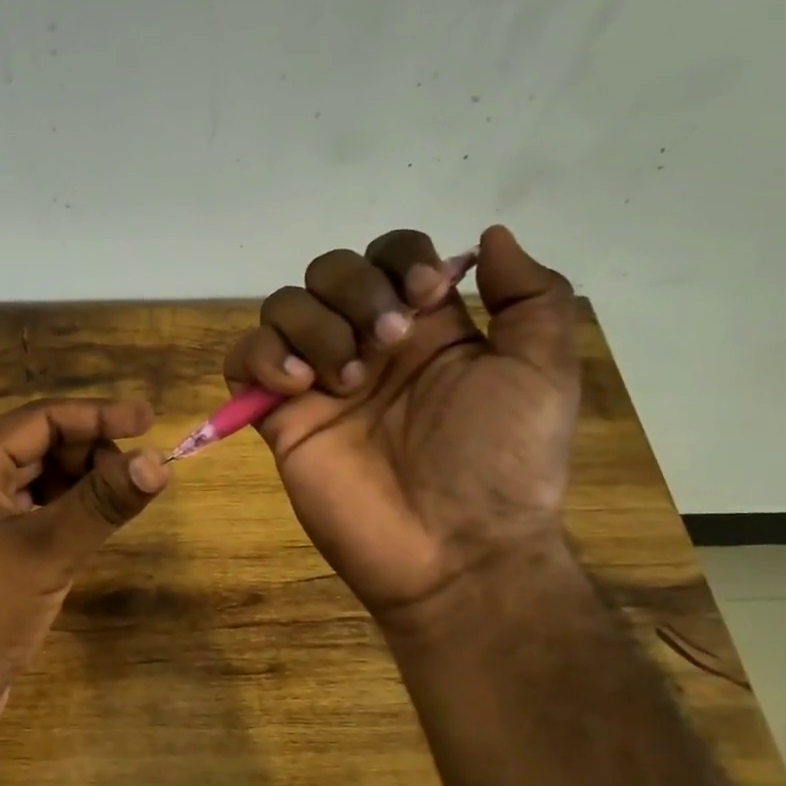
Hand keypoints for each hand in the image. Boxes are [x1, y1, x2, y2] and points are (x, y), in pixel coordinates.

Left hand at [0, 398, 169, 750]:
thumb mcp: (49, 551)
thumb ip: (103, 502)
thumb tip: (159, 461)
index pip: (40, 419)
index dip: (97, 415)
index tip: (149, 419)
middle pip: (39, 445)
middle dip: (91, 452)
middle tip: (138, 474)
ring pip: (39, 480)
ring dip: (82, 482)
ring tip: (123, 499)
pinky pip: (34, 512)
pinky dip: (67, 511)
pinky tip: (97, 523)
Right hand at [223, 225, 578, 629]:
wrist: (453, 551)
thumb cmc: (501, 463)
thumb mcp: (543, 373)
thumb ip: (531, 296)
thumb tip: (490, 235)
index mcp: (428, 328)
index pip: (391, 254)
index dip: (400, 258)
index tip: (424, 297)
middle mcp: (368, 343)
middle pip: (329, 270)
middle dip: (355, 291)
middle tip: (388, 343)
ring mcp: (318, 380)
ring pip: (283, 306)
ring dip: (313, 326)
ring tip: (346, 380)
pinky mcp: (279, 417)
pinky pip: (241, 360)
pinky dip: (261, 356)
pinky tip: (297, 386)